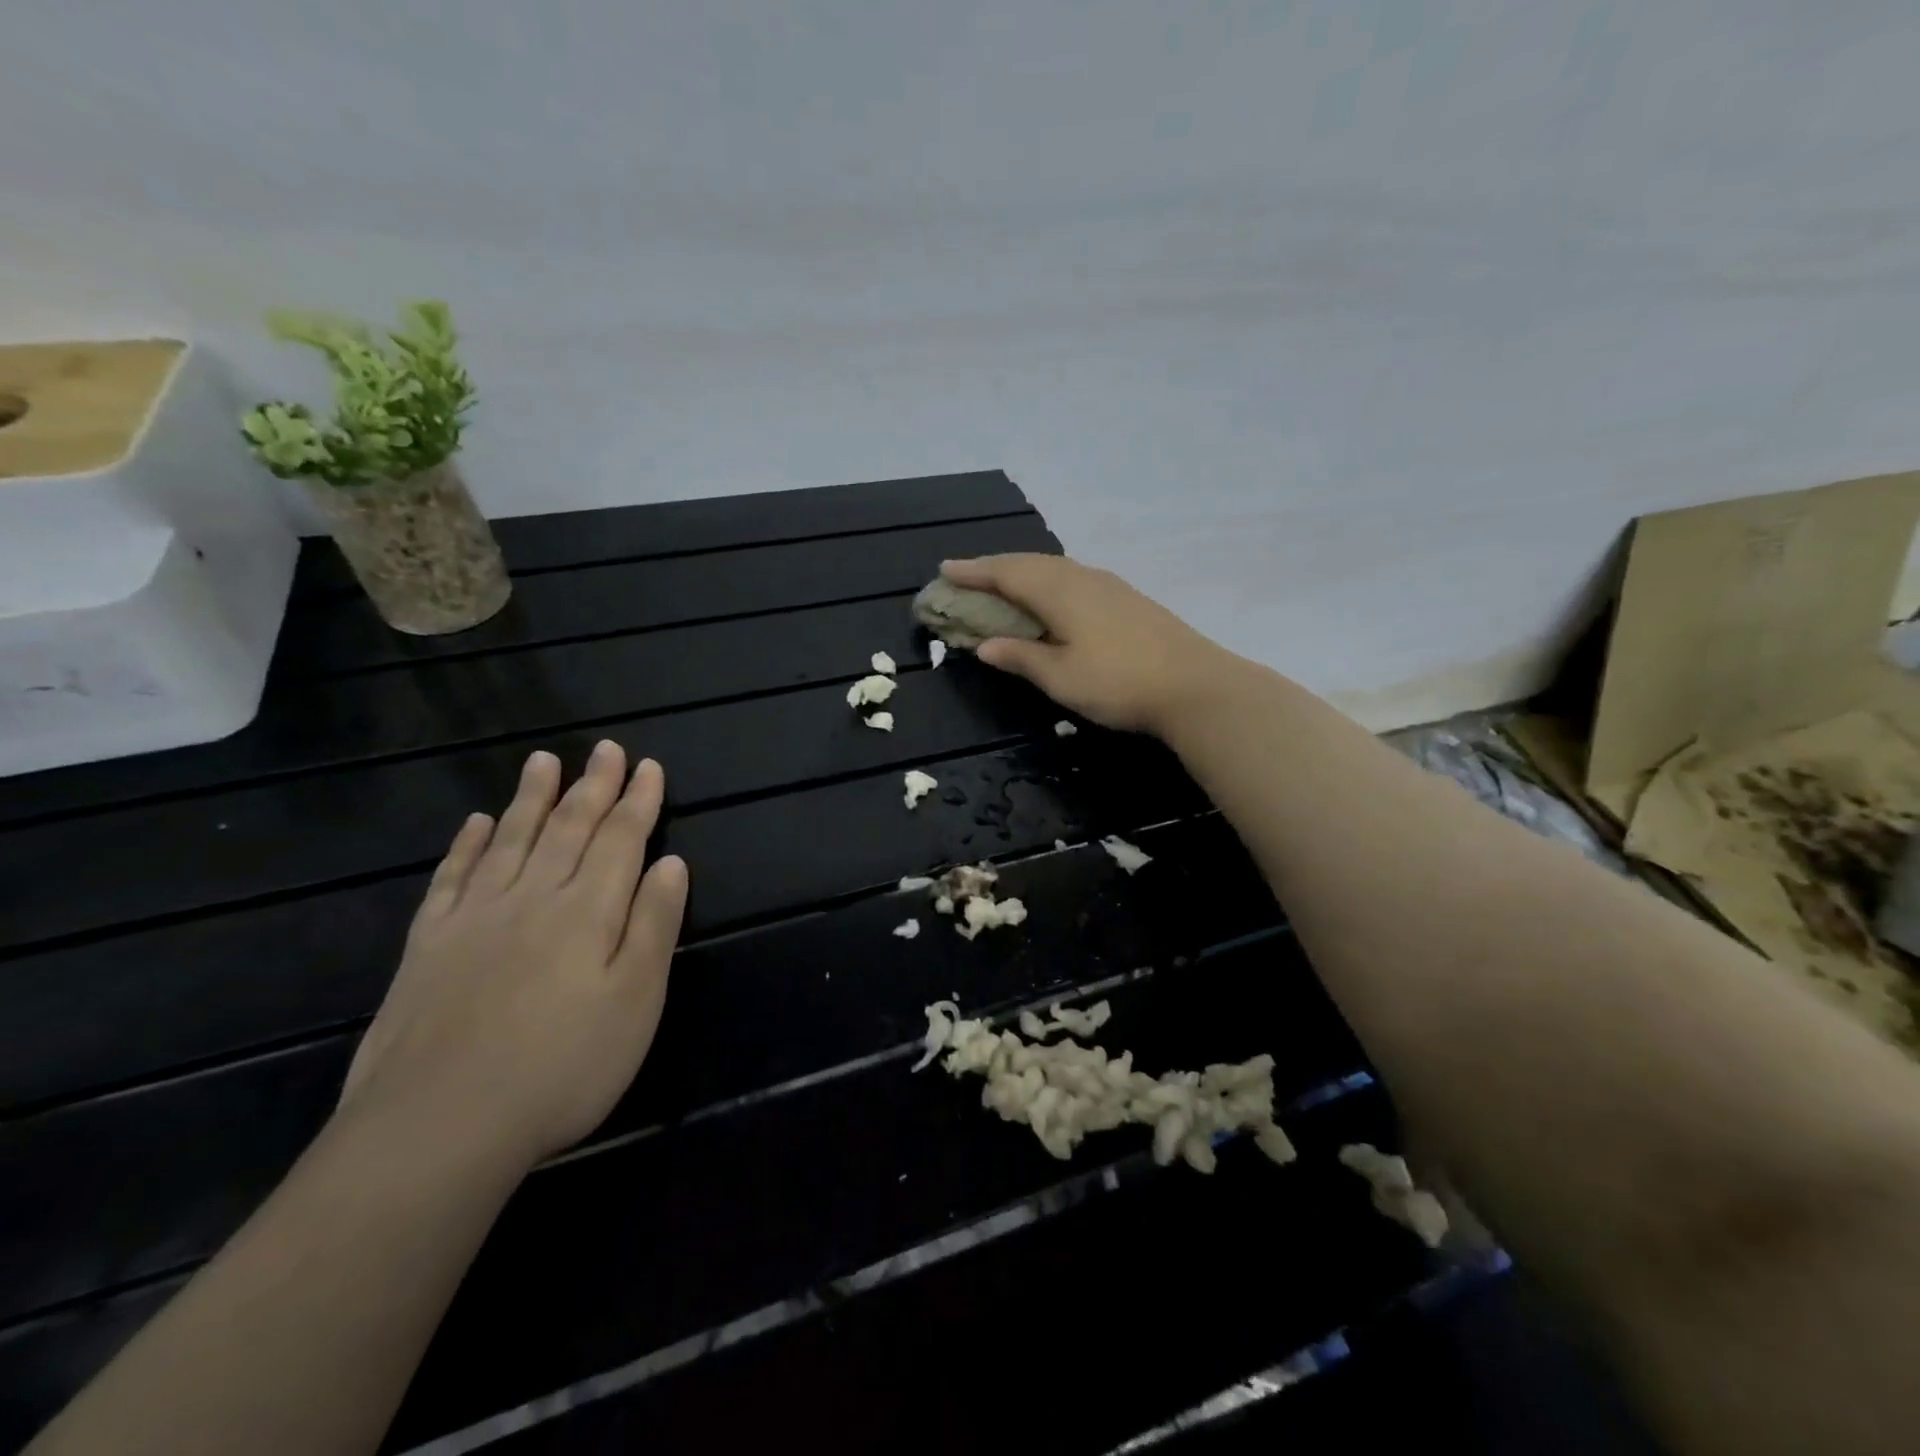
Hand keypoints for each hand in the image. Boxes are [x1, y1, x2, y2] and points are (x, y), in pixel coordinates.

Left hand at [339, 742, 688, 1171]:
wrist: (436, 1128)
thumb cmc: (561, 1068)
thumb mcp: (635, 1002)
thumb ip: (654, 926)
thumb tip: (672, 863)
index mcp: (587, 912)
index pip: (620, 840)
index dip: (637, 801)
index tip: (648, 766)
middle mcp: (532, 898)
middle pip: (568, 829)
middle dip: (592, 786)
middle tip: (605, 748)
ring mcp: (475, 918)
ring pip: (510, 840)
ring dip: (531, 798)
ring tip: (543, 761)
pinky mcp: (428, 946)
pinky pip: (451, 878)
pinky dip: (466, 845)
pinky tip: (475, 824)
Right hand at [940, 554, 1235, 735]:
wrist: (1195, 686)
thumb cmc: (1118, 683)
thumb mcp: (1060, 677)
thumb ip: (1020, 657)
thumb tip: (984, 645)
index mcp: (1059, 592)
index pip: (1006, 573)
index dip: (973, 572)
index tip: (944, 570)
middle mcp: (1082, 578)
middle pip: (1029, 564)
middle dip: (994, 568)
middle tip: (966, 576)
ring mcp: (1109, 586)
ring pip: (1054, 568)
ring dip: (1022, 572)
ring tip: (1002, 583)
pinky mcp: (1127, 599)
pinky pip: (1073, 578)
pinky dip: (1048, 582)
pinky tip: (1051, 596)